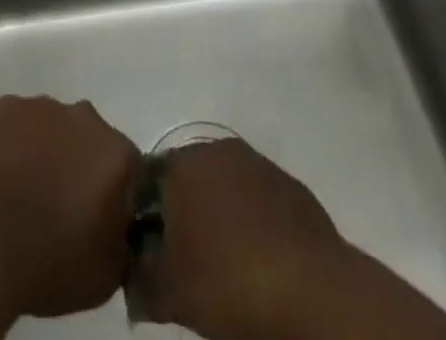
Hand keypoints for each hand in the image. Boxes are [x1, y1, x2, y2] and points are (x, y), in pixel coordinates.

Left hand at [0, 95, 141, 319]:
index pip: (129, 168)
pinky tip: (4, 172)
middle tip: (62, 202)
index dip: (116, 193)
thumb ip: (124, 243)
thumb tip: (121, 229)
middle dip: (82, 164)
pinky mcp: (6, 105)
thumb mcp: (105, 277)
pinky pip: (19, 121)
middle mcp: (85, 117)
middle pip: (91, 139)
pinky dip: (16, 141)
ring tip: (27, 187)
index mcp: (116, 155)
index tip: (99, 216)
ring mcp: (43, 106)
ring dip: (49, 149)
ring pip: (54, 125)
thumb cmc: (48, 263)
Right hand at [139, 138, 352, 339]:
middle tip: (185, 263)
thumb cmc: (229, 285)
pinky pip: (259, 201)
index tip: (150, 254)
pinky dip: (253, 225)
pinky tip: (260, 264)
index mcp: (183, 164)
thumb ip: (141, 282)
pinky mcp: (292, 188)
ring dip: (220, 217)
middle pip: (189, 178)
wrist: (313, 294)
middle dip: (184, 214)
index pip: (148, 179)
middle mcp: (217, 150)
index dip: (145, 217)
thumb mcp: (170, 296)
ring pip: (226, 187)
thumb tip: (132, 277)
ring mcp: (259, 164)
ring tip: (225, 267)